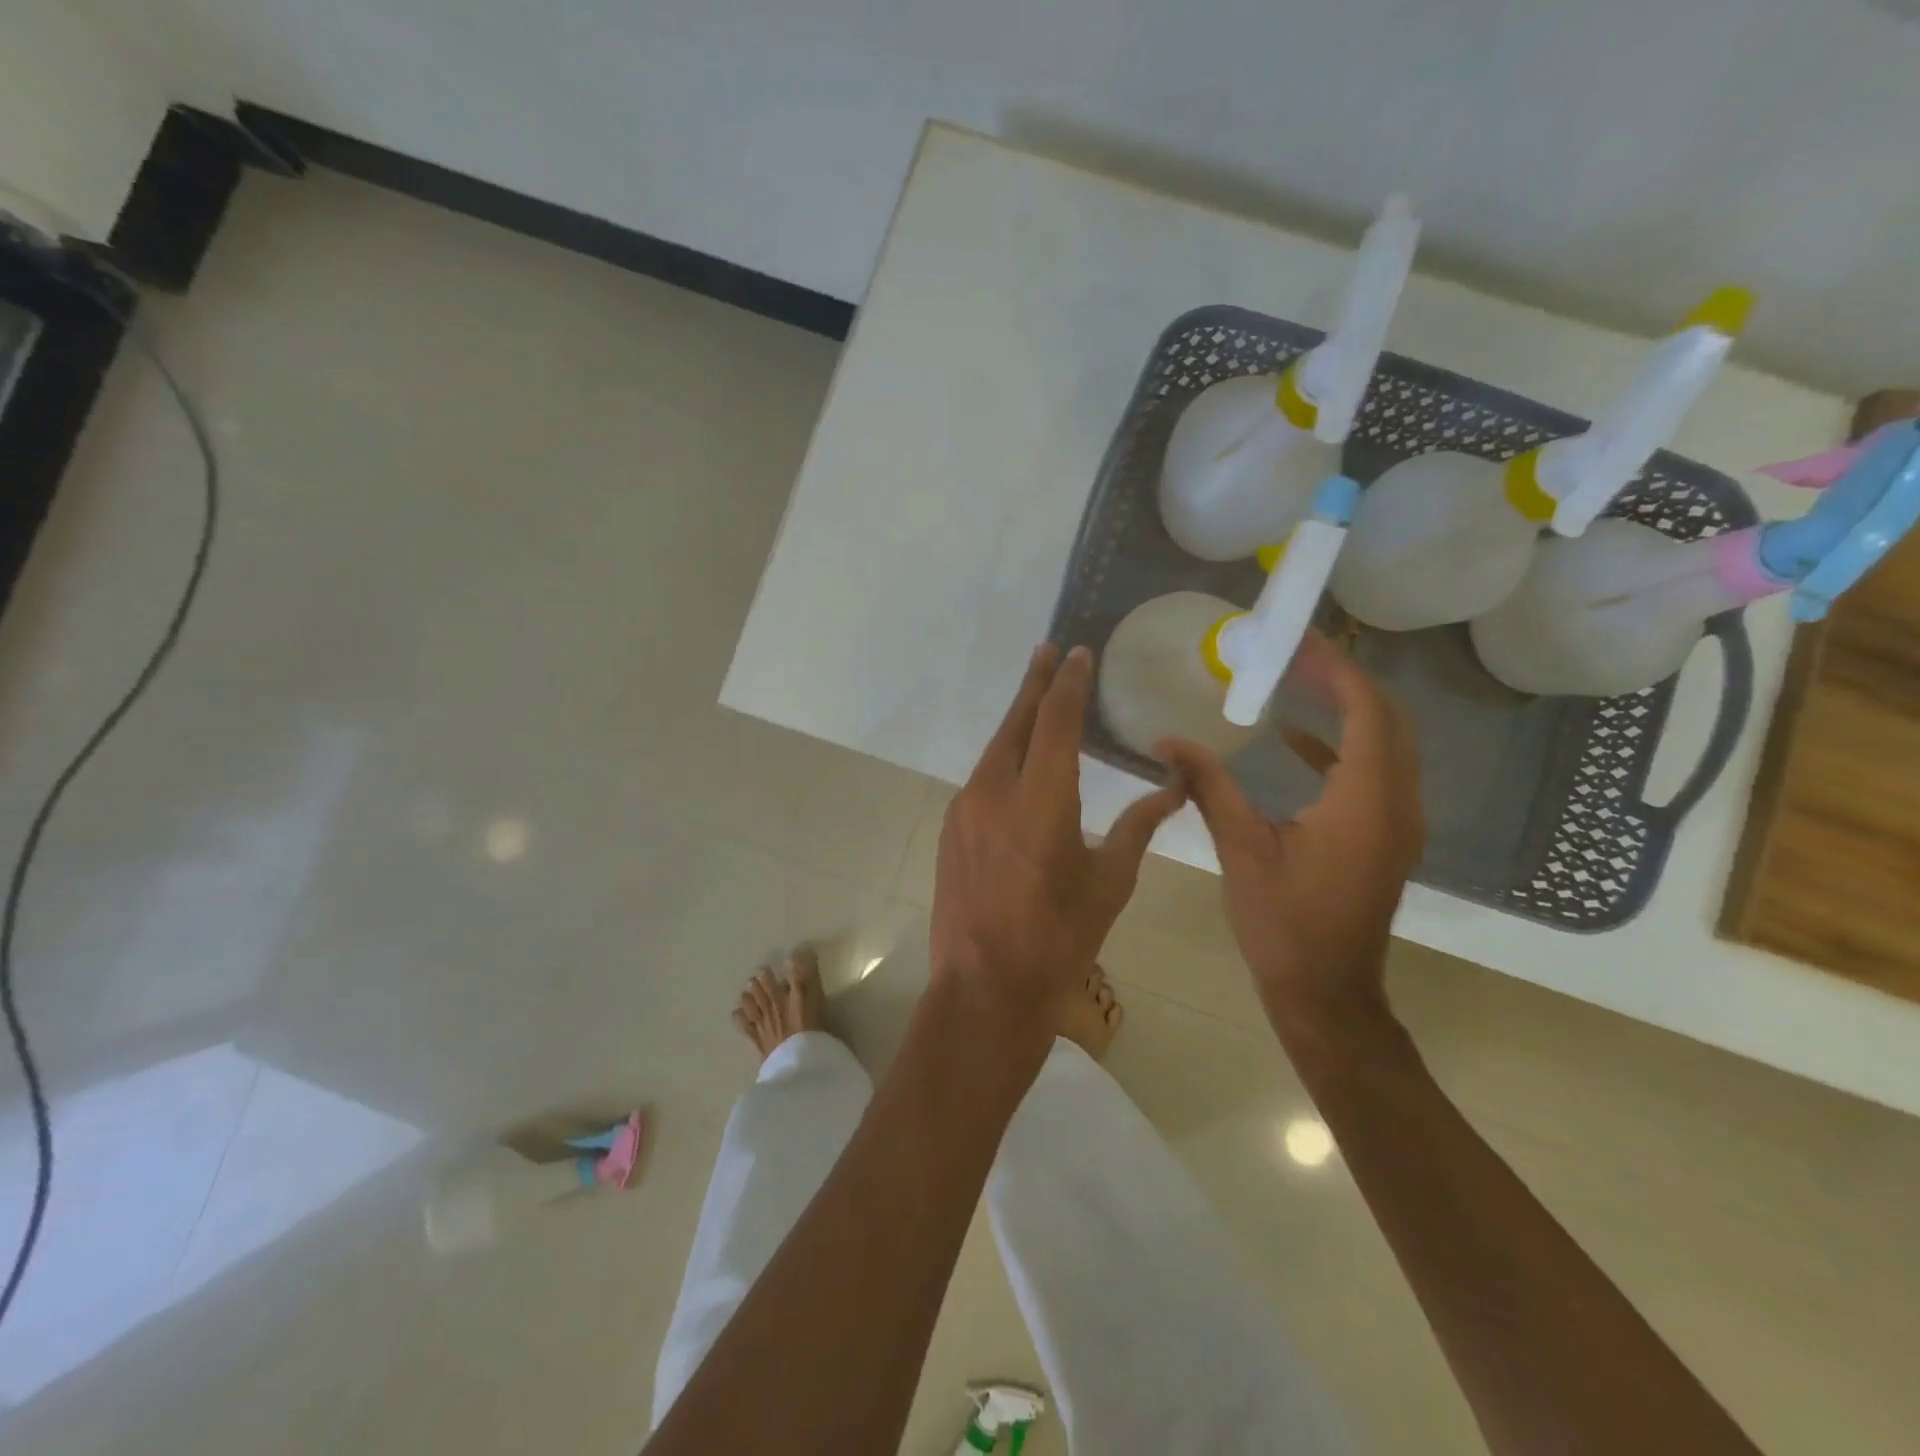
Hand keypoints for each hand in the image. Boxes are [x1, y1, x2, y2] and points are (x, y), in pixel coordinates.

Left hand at [932, 643, 1184, 1047]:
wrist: (985, 988)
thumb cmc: (1059, 938)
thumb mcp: (1110, 882)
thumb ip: (1138, 825)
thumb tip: (1173, 786)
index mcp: (1041, 798)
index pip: (1055, 721)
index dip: (1067, 683)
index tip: (1076, 653)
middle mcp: (995, 790)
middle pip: (1015, 722)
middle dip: (1034, 684)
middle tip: (1047, 652)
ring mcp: (966, 809)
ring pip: (994, 750)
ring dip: (1017, 722)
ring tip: (1037, 700)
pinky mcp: (952, 829)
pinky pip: (982, 778)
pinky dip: (1003, 758)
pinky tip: (1018, 764)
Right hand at [1159, 632, 1422, 1043]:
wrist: (1327, 992)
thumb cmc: (1283, 924)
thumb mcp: (1241, 848)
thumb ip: (1209, 786)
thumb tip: (1168, 740)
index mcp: (1366, 799)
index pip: (1365, 709)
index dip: (1335, 667)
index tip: (1295, 640)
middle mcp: (1397, 801)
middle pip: (1387, 717)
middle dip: (1342, 678)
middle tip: (1291, 653)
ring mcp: (1398, 820)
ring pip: (1387, 742)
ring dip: (1347, 707)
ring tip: (1295, 679)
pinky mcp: (1386, 835)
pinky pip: (1375, 771)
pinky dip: (1342, 745)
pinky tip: (1295, 741)